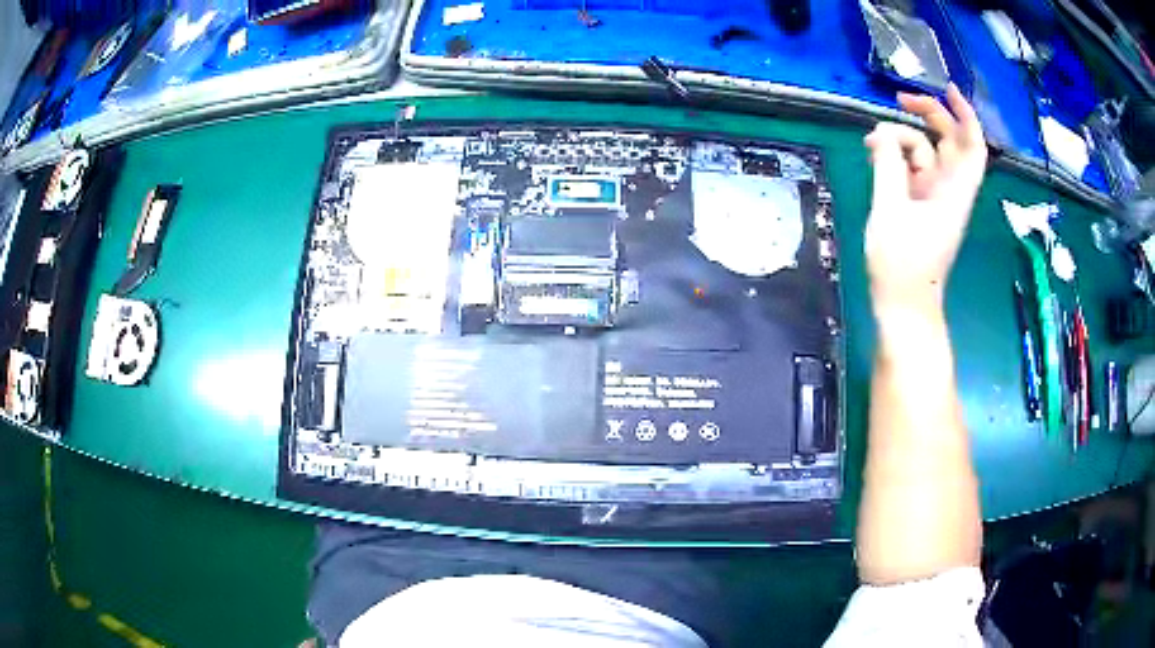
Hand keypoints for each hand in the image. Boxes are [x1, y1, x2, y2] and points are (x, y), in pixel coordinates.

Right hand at [864, 84, 987, 310]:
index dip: (966, 115)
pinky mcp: (921, 207)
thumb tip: (881, 134)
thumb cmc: (901, 266)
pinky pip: (913, 170)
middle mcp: (949, 190)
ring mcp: (935, 198)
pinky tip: (876, 157)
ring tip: (871, 142)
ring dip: (902, 139)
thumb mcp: (889, 210)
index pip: (972, 146)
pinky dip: (897, 158)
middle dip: (928, 116)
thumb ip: (888, 166)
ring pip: (927, 153)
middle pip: (949, 142)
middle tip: (897, 102)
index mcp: (954, 192)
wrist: (903, 309)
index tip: (948, 90)